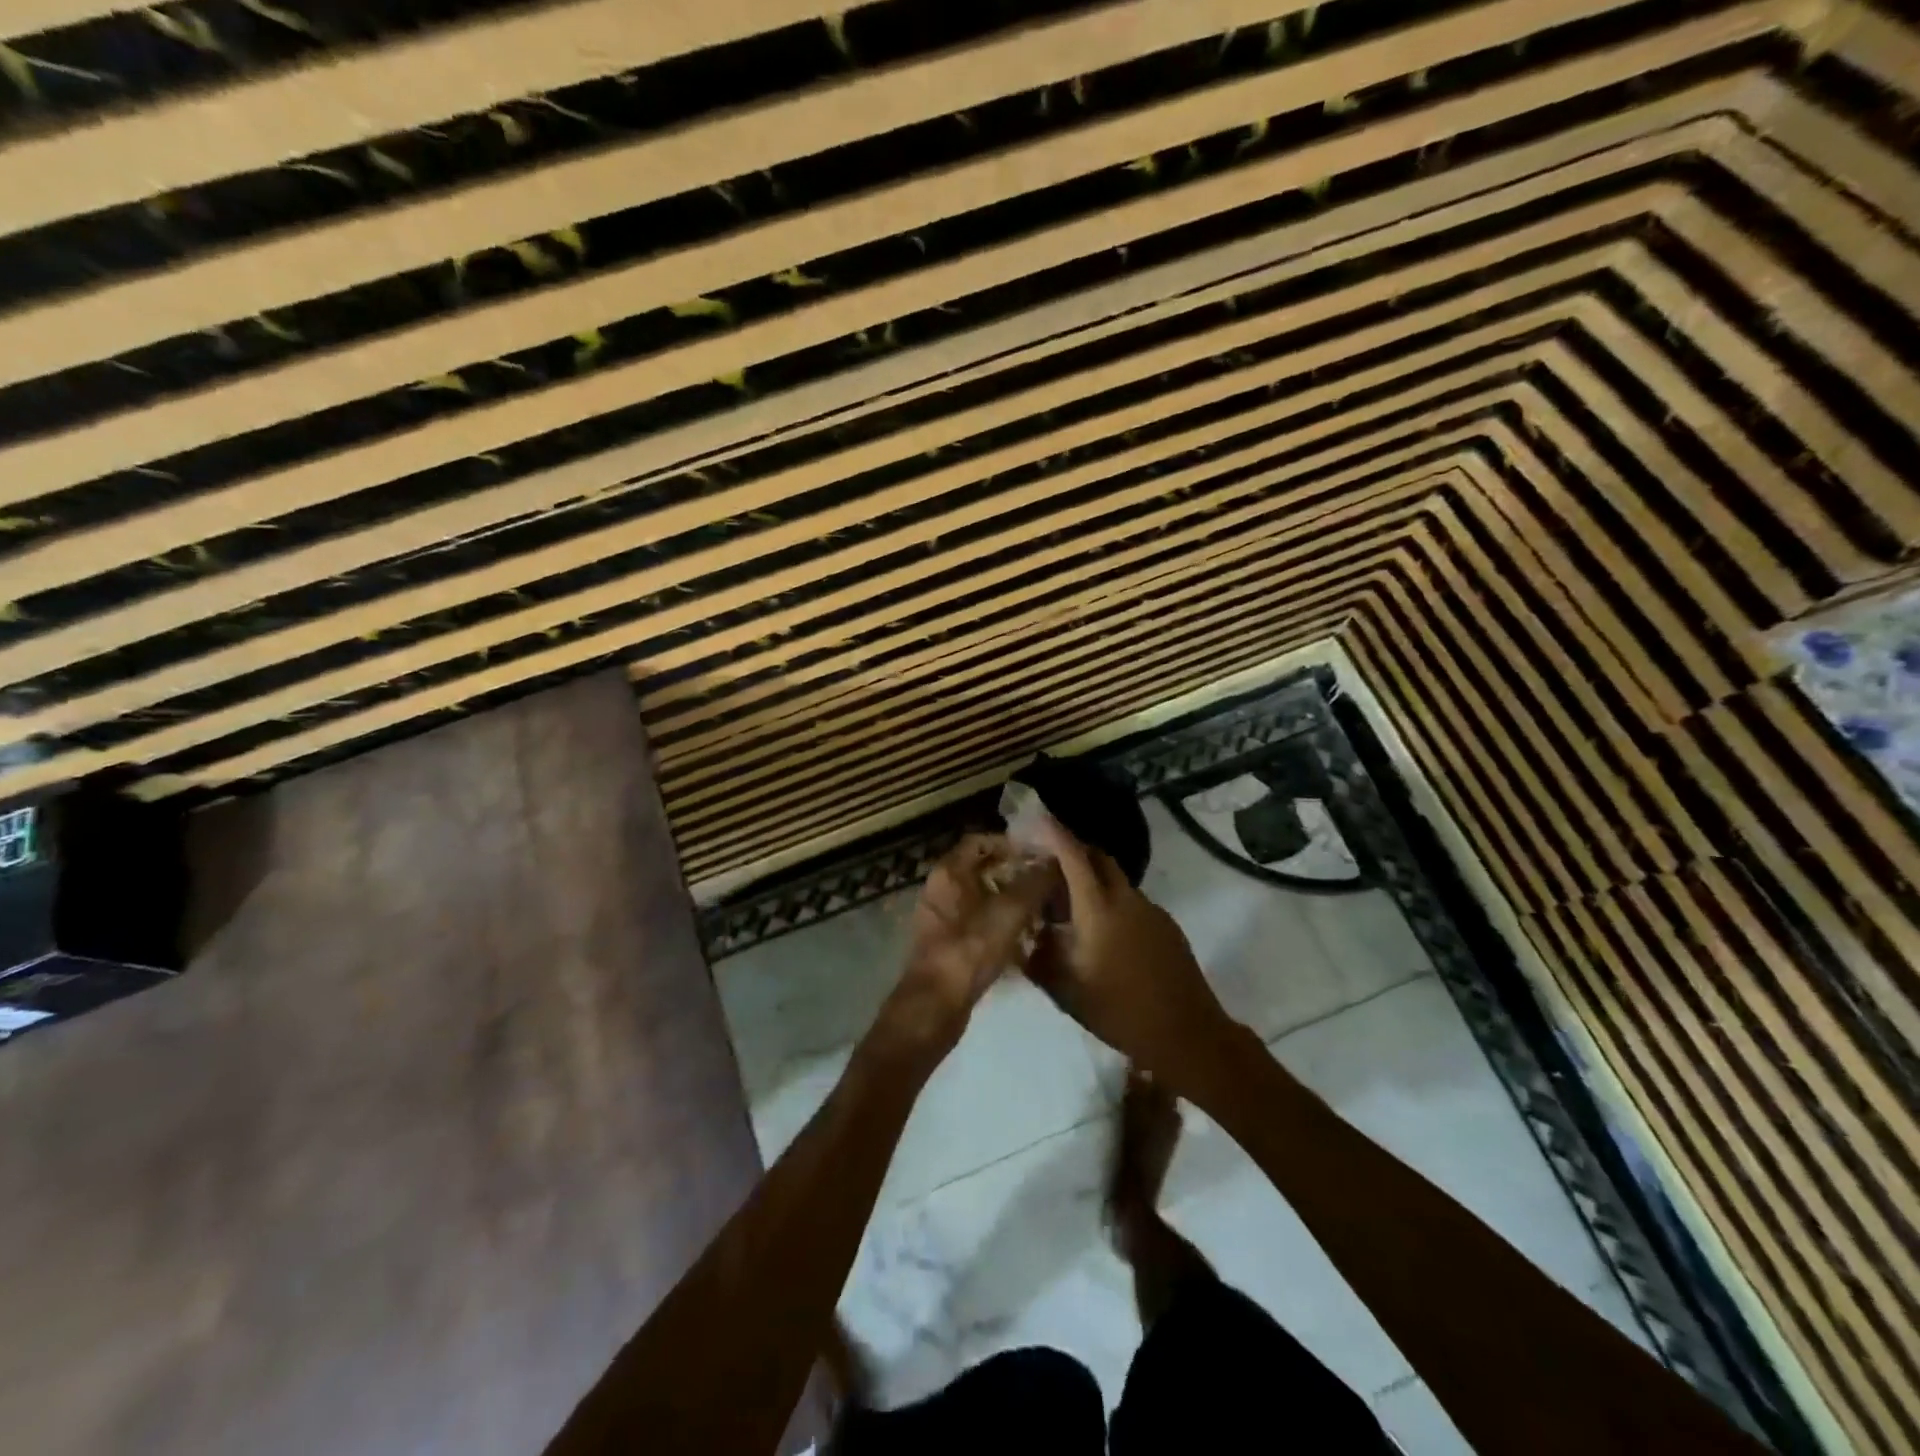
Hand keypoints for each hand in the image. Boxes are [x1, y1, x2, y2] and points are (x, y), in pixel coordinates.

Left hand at [870, 835, 1055, 1063]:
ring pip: (982, 899)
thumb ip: (1033, 883)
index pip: (979, 841)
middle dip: (1015, 873)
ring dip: (1010, 901)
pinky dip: (1000, 925)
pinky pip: (978, 924)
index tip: (1039, 854)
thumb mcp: (1008, 913)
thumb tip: (1053, 861)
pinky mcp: (948, 945)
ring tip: (1043, 909)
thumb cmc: (969, 951)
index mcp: (948, 873)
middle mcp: (941, 890)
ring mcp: (942, 919)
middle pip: (982, 869)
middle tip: (1047, 882)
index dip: (1009, 843)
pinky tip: (1026, 939)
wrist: (934, 1007)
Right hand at [1027, 817, 1240, 1095]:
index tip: (1034, 820)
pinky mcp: (1166, 925)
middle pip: (1098, 857)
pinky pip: (1131, 901)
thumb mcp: (1066, 991)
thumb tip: (1024, 938)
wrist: (1188, 1034)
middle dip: (1072, 851)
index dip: (1053, 833)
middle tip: (1046, 865)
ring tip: (1068, 907)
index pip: (1073, 855)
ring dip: (1091, 881)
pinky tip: (1101, 933)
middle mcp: (1126, 899)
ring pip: (1115, 880)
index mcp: (1098, 909)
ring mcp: (1151, 910)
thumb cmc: (1120, 1012)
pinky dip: (1110, 902)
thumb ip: (1039, 958)